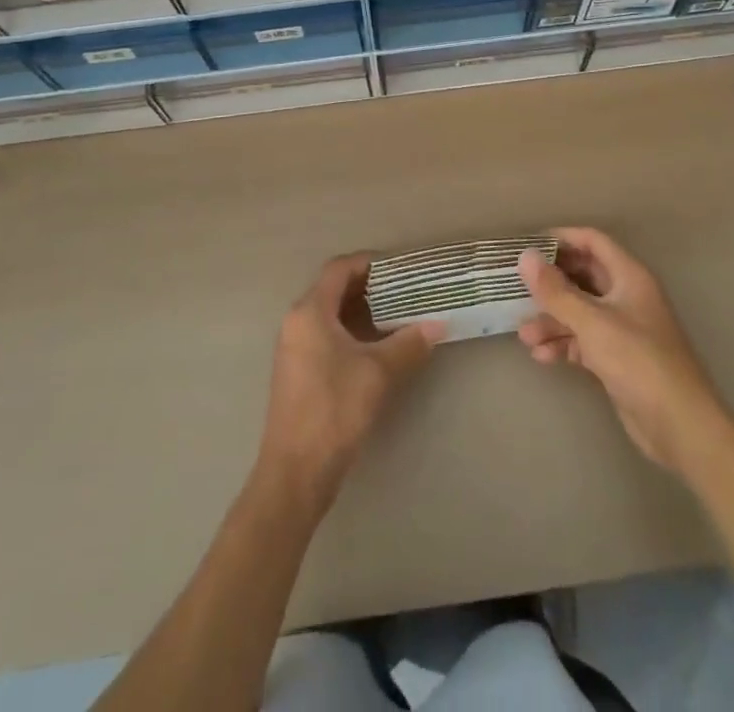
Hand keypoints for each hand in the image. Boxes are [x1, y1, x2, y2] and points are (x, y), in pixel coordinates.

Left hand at [257, 254, 443, 508]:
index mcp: (310, 312)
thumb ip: (408, 344)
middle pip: (333, 289)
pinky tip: (377, 347)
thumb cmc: (334, 410)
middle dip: (369, 286)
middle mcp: (297, 322)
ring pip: (330, 314)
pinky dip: (351, 331)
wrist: (295, 472)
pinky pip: (325, 335)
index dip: (369, 262)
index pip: (339, 269)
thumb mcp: (378, 373)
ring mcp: (294, 348)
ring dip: (361, 311)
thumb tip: (439, 325)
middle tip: (405, 290)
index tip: (399, 267)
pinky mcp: (297, 371)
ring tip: (398, 315)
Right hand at [518, 228, 730, 474]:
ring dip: (552, 319)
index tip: (528, 246)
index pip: (592, 241)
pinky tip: (541, 355)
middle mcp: (626, 296)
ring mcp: (622, 328)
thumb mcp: (592, 322)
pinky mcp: (617, 358)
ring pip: (579, 311)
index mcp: (629, 276)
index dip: (562, 239)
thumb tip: (526, 256)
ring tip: (524, 335)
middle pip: (583, 276)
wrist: (679, 425)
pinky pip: (584, 340)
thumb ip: (556, 290)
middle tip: (517, 288)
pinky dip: (563, 343)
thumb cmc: (638, 360)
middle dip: (550, 284)